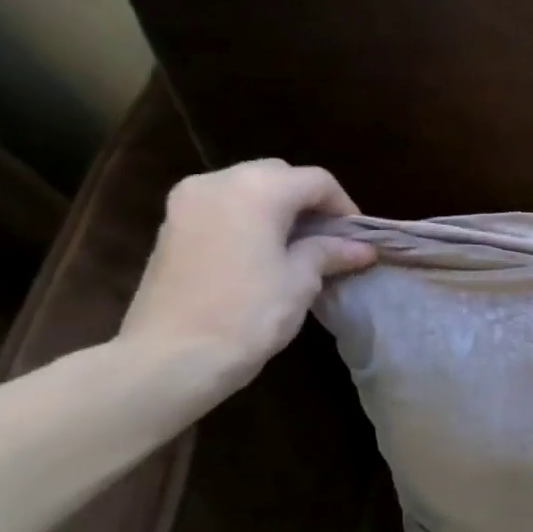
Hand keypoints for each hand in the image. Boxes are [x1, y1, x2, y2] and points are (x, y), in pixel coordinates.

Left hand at [118, 160, 375, 393]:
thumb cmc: (248, 314)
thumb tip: (362, 248)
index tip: (356, 240)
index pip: (316, 181)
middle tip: (329, 239)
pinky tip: (260, 253)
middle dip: (308, 202)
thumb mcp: (301, 281)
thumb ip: (330, 252)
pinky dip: (248, 218)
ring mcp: (187, 201)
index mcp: (257, 189)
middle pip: (278, 175)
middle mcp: (218, 181)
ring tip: (296, 246)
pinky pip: (221, 206)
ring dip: (276, 208)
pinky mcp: (170, 225)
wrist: (171, 356)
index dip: (344, 207)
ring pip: (246, 187)